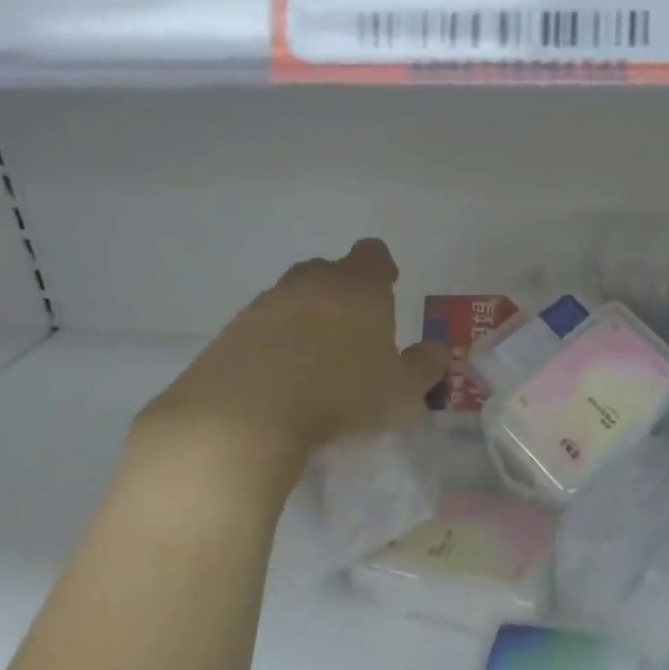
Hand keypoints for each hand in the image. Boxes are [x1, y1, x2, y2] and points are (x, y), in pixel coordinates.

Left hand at [135, 239, 448, 466]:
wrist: (244, 415)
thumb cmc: (340, 394)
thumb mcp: (401, 392)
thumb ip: (425, 367)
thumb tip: (437, 351)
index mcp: (358, 287)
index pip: (374, 254)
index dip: (383, 268)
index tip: (388, 288)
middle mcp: (311, 283)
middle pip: (330, 271)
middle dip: (343, 294)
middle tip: (354, 333)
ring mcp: (266, 304)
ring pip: (294, 298)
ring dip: (306, 319)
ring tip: (315, 363)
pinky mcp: (232, 331)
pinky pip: (263, 327)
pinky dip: (275, 343)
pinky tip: (280, 380)